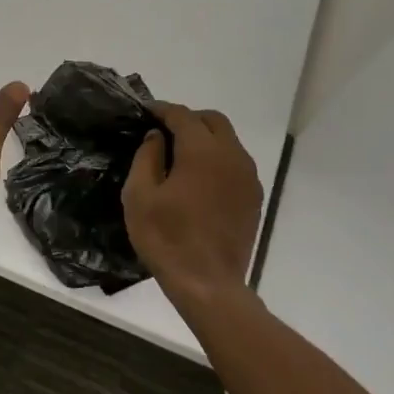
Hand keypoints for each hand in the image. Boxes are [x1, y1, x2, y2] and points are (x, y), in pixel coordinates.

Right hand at [123, 103, 262, 297]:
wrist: (208, 283)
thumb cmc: (166, 238)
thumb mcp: (139, 196)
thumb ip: (147, 157)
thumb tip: (157, 137)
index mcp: (202, 152)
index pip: (183, 116)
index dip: (162, 110)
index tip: (145, 111)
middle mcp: (231, 156)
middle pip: (213, 121)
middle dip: (188, 119)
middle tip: (164, 131)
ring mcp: (248, 177)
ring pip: (228, 141)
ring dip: (205, 139)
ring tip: (180, 155)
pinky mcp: (253, 197)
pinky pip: (236, 163)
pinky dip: (217, 159)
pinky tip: (199, 179)